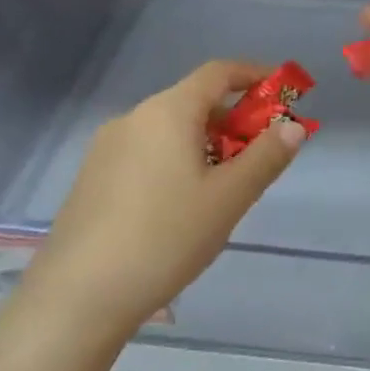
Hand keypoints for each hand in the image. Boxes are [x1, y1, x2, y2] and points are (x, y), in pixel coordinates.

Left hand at [11, 61, 304, 349]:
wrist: (77, 297)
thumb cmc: (165, 237)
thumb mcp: (229, 198)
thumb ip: (266, 157)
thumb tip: (292, 126)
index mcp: (168, 111)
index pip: (218, 72)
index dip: (255, 75)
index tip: (283, 92)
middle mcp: (134, 118)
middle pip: (194, 101)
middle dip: (233, 119)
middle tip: (260, 153)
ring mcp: (107, 148)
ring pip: (169, 130)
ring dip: (205, 142)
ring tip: (225, 186)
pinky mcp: (92, 178)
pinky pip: (146, 152)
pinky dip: (176, 160)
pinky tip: (181, 206)